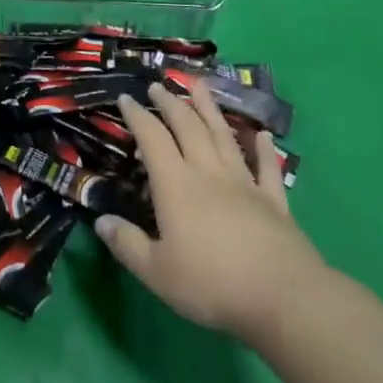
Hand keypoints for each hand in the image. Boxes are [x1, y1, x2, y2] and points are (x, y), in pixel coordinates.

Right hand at [97, 82, 318, 343]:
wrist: (282, 296)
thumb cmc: (212, 283)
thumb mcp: (157, 272)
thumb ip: (127, 244)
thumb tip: (101, 221)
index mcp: (176, 185)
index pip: (152, 139)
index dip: (138, 116)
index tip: (126, 97)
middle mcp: (208, 173)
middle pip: (188, 127)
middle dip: (171, 103)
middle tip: (159, 85)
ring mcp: (244, 184)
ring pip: (224, 136)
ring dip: (210, 109)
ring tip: (200, 85)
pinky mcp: (273, 202)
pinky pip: (267, 169)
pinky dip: (264, 150)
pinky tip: (263, 136)